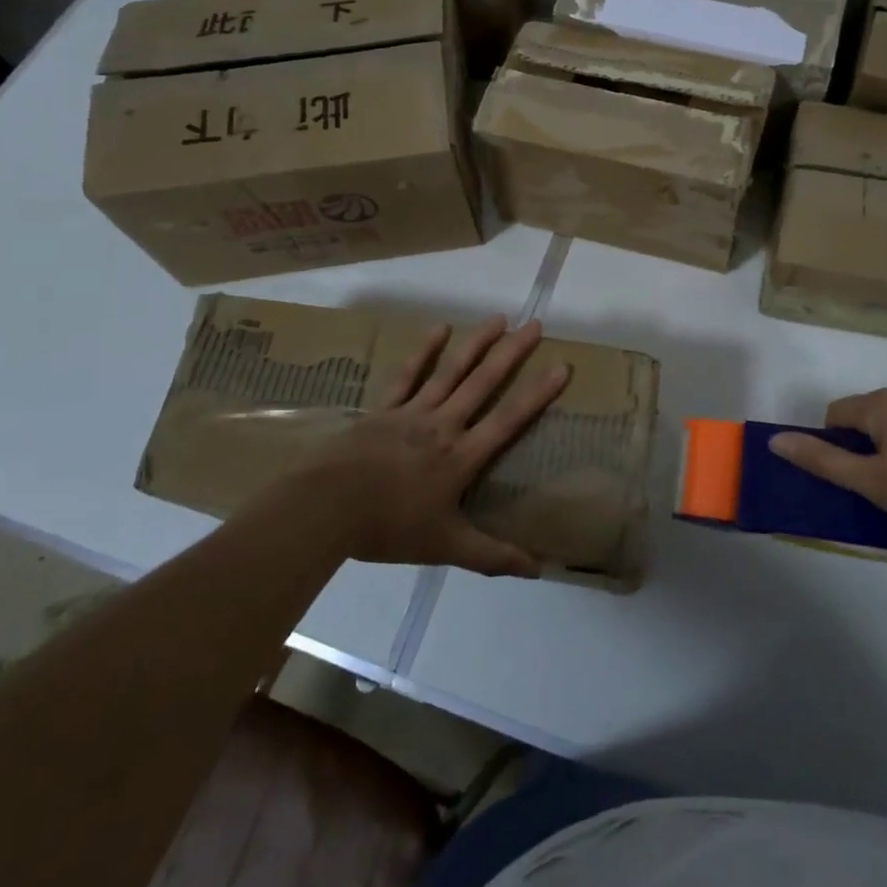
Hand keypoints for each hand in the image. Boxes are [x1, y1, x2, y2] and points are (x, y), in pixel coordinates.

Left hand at [285, 316, 568, 577]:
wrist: (326, 508)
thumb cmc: (388, 527)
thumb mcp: (445, 546)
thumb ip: (491, 556)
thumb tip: (536, 568)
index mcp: (461, 456)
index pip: (508, 419)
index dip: (537, 393)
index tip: (561, 365)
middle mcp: (443, 425)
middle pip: (483, 382)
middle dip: (512, 353)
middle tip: (535, 324)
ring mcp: (412, 412)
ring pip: (451, 371)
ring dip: (477, 342)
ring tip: (499, 318)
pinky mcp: (384, 408)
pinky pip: (408, 374)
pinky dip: (424, 351)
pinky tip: (439, 328)